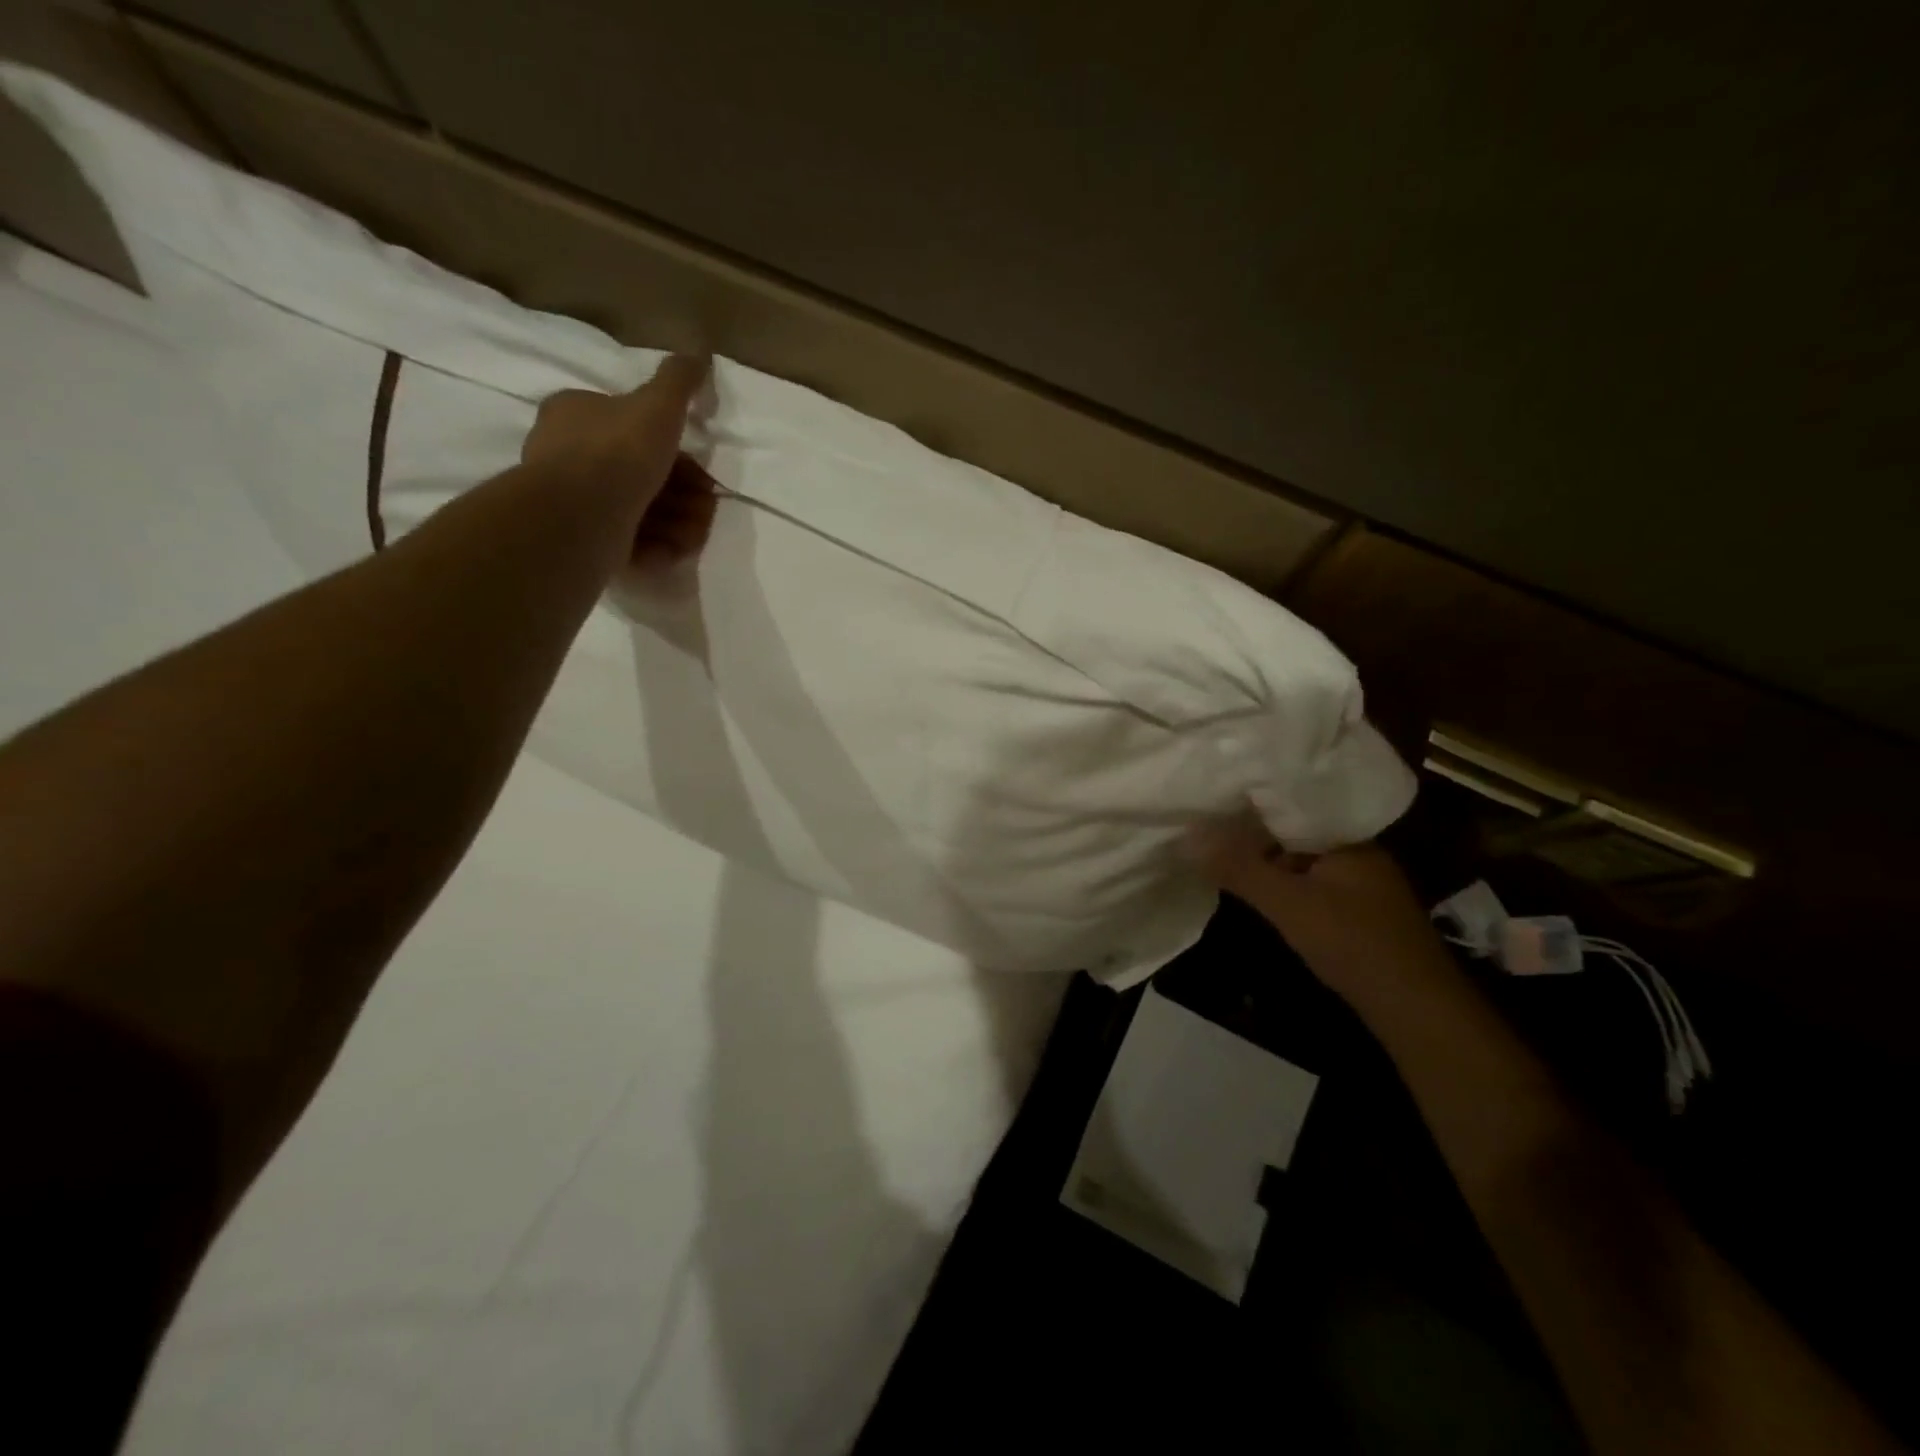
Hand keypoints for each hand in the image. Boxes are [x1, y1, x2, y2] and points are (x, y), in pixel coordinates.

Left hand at [521, 355, 718, 569]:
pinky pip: (630, 542)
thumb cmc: (618, 452)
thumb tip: (698, 354)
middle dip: (684, 496)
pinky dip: (657, 547)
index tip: (702, 472)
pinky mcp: (585, 541)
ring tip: (693, 537)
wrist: (581, 515)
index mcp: (577, 414)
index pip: (634, 428)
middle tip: (707, 508)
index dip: (675, 452)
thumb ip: (678, 381)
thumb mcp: (656, 405)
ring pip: (642, 511)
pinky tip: (672, 552)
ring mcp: (577, 502)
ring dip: (678, 525)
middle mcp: (570, 456)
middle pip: (644, 475)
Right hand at [1188, 813, 1456, 1003]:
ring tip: (1222, 855)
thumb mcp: (1288, 904)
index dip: (1253, 803)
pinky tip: (1258, 893)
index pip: (1294, 805)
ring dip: (1268, 863)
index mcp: (1349, 839)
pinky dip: (1284, 887)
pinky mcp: (1358, 916)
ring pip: (1302, 863)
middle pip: (1295, 834)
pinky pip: (1311, 886)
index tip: (1214, 799)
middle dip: (1255, 835)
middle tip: (1208, 828)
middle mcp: (1358, 854)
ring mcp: (1361, 887)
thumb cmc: (1353, 943)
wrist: (1416, 1010)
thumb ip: (1240, 869)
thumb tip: (1188, 836)